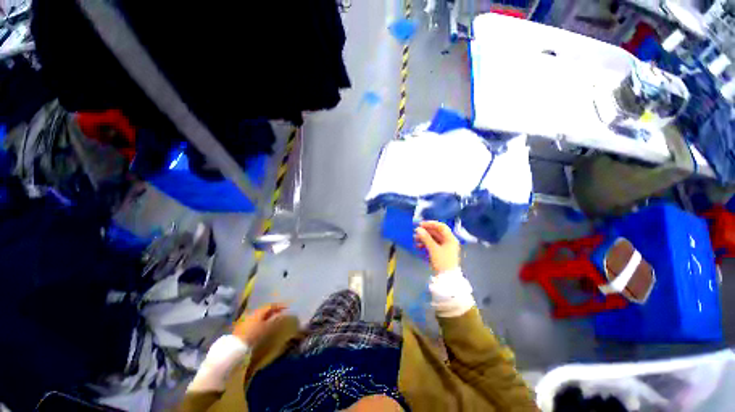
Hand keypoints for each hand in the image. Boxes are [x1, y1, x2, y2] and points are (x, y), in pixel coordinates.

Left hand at [233, 303, 286, 345]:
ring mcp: (247, 319)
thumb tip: (280, 314)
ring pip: (260, 314)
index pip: (271, 306)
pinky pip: (256, 319)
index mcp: (259, 311)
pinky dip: (262, 319)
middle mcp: (253, 313)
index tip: (287, 307)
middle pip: (265, 309)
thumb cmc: (253, 335)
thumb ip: (273, 320)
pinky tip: (263, 324)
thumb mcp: (266, 327)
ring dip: (267, 315)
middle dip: (273, 310)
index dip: (279, 306)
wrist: (236, 345)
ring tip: (273, 318)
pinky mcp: (243, 326)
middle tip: (280, 312)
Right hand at [414, 221, 459, 273]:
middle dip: (425, 232)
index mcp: (450, 238)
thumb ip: (426, 238)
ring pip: (433, 239)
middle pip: (436, 233)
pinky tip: (418, 246)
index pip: (441, 226)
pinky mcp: (441, 253)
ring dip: (424, 238)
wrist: (447, 278)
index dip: (431, 224)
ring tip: (414, 239)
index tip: (420, 224)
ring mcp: (445, 247)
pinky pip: (433, 245)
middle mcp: (449, 241)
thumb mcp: (433, 249)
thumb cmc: (442, 262)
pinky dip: (425, 245)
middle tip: (415, 232)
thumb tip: (418, 229)